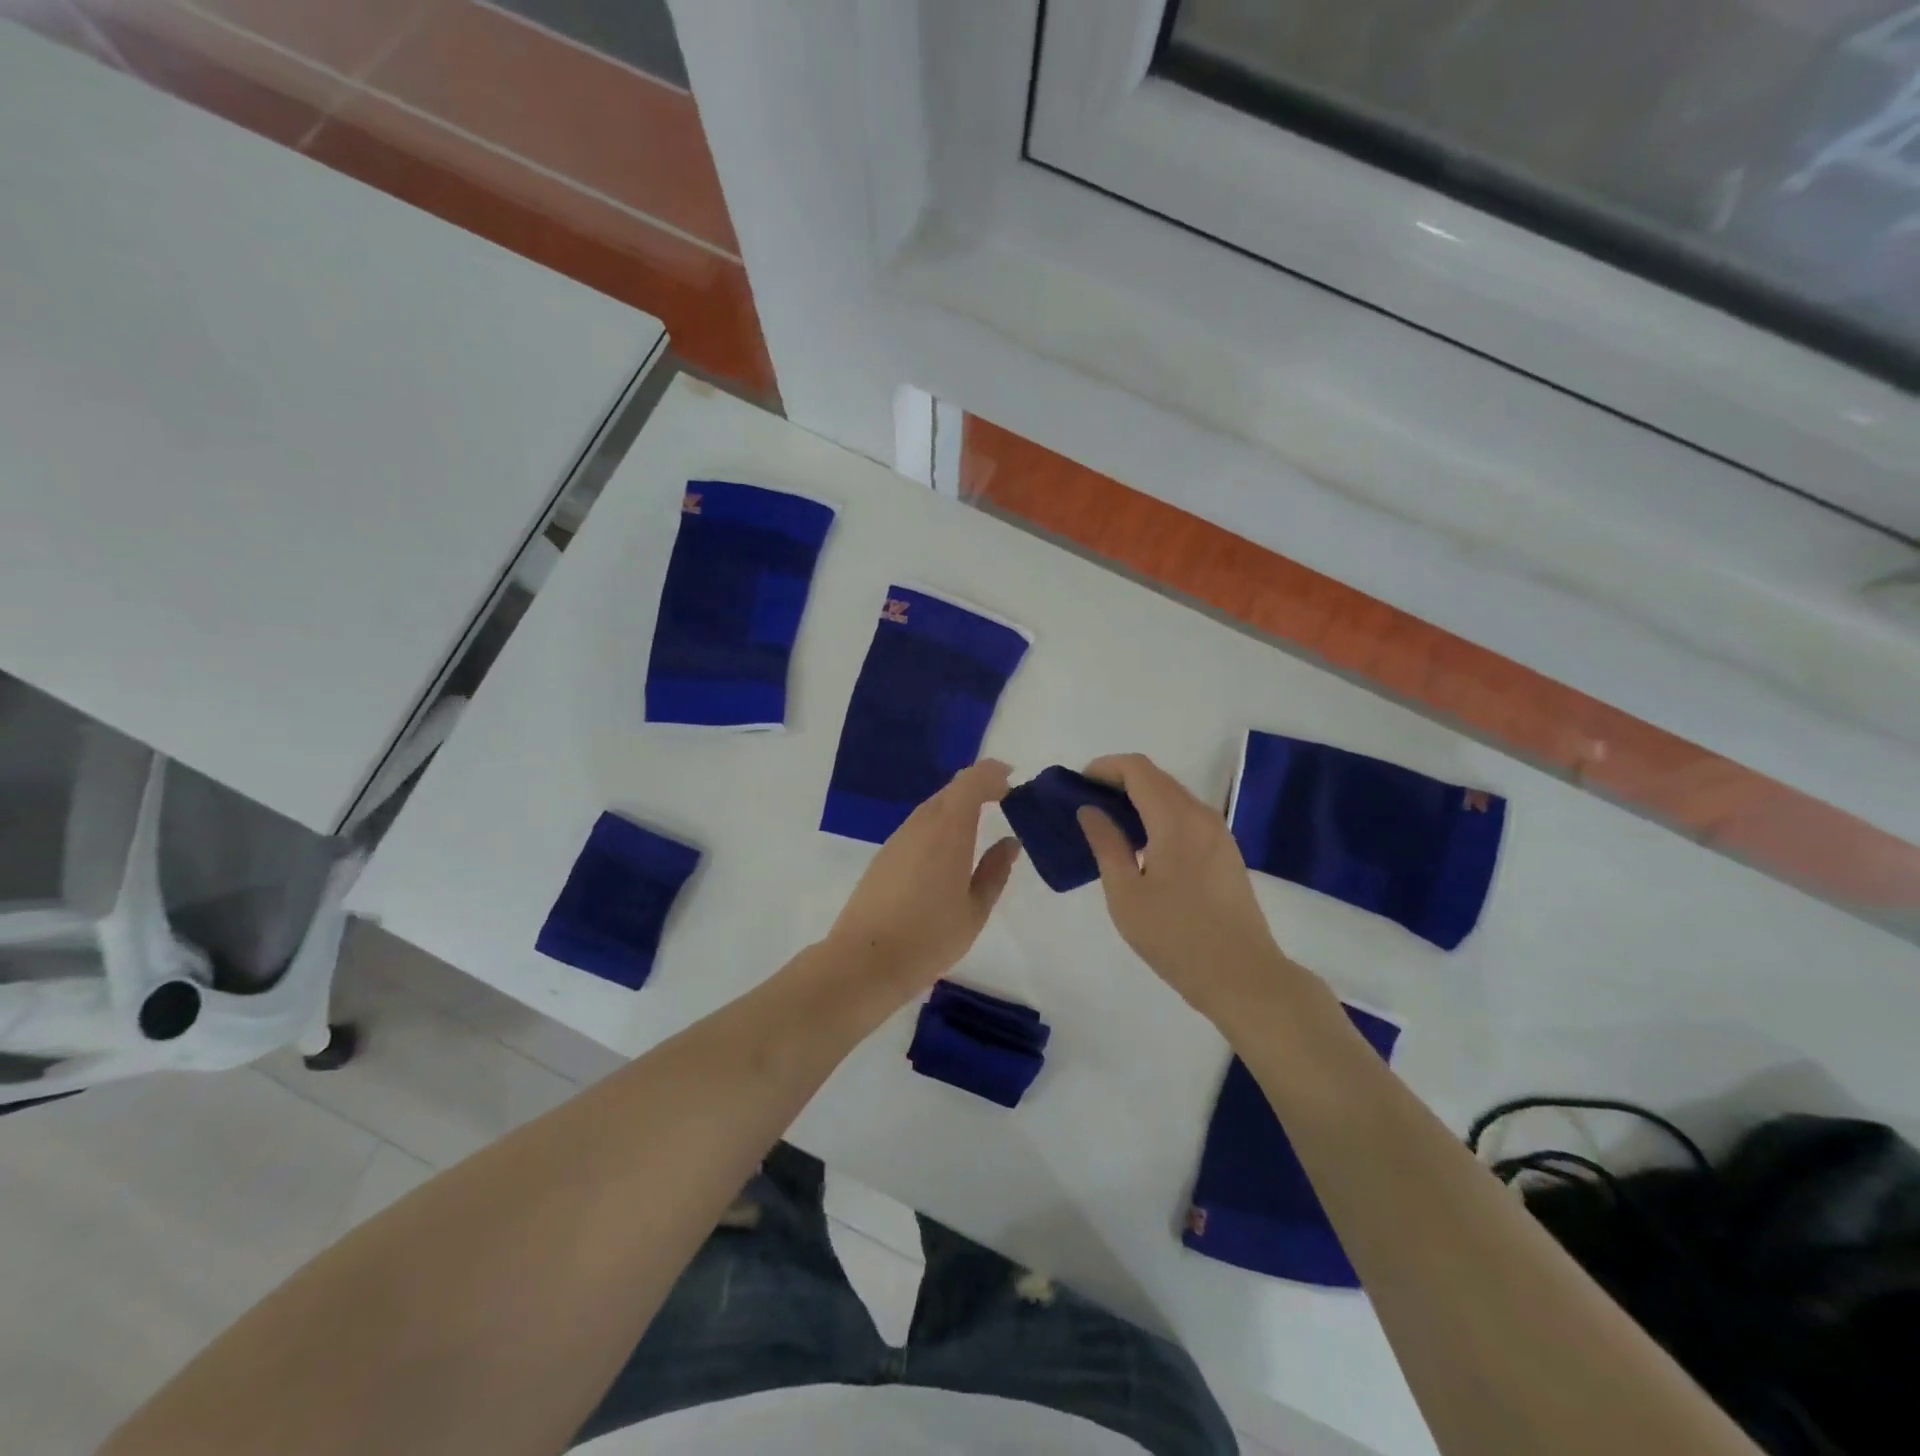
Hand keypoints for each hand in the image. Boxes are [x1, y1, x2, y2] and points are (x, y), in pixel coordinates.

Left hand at [824, 760, 1021, 996]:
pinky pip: (918, 827)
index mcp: (949, 829)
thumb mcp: (975, 909)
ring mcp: (898, 838)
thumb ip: (995, 870)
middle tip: (1003, 800)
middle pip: (951, 790)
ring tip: (979, 827)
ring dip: (957, 808)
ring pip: (932, 808)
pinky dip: (939, 826)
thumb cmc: (930, 936)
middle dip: (978, 788)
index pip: (972, 781)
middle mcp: (921, 823)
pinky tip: (948, 853)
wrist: (865, 960)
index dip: (993, 774)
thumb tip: (1009, 842)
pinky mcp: (884, 856)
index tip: (1012, 781)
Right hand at [1077, 753, 1293, 1021]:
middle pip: (1156, 777)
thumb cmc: (1176, 936)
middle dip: (1119, 781)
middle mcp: (1201, 815)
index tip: (1077, 786)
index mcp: (1175, 820)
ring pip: (1173, 796)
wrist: (1242, 976)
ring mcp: (1218, 832)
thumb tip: (1089, 809)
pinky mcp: (1226, 851)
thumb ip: (1106, 844)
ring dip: (1140, 798)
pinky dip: (1159, 816)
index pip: (1137, 769)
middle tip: (1087, 806)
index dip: (1104, 768)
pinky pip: (1187, 816)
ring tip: (1110, 826)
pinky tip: (1143, 846)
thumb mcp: (1126, 894)